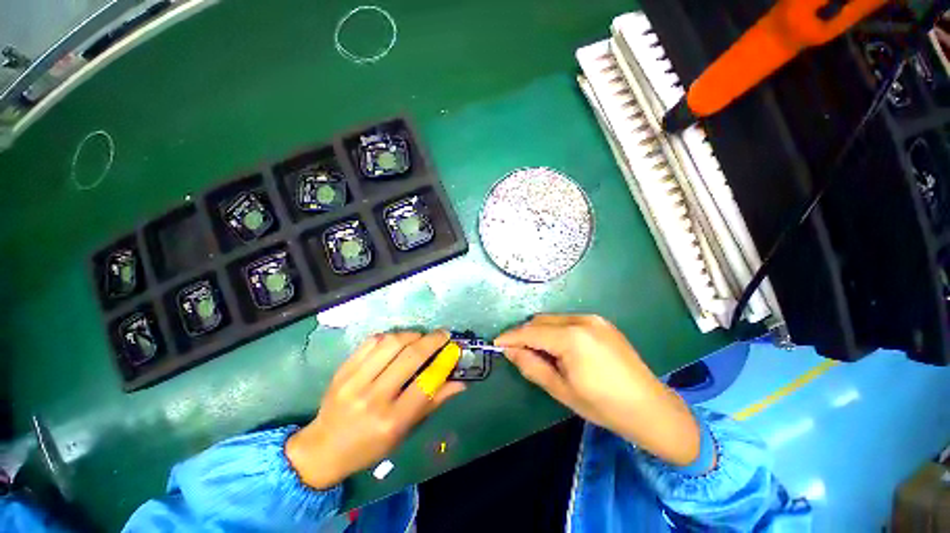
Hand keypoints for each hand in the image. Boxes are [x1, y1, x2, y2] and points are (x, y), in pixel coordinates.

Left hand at [285, 331, 464, 488]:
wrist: (322, 448)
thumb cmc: (369, 447)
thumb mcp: (405, 432)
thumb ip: (433, 403)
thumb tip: (460, 383)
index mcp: (392, 420)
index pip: (426, 383)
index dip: (444, 362)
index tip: (455, 349)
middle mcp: (374, 398)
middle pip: (410, 357)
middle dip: (433, 340)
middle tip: (444, 335)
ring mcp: (355, 381)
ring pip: (391, 343)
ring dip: (412, 334)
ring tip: (421, 336)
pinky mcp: (343, 369)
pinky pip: (372, 341)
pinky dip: (391, 336)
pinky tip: (398, 340)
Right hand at [495, 315, 700, 466]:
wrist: (650, 407)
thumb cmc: (603, 405)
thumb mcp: (561, 390)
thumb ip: (531, 366)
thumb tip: (509, 350)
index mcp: (572, 338)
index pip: (530, 332)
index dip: (510, 337)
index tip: (496, 344)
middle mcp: (582, 320)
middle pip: (540, 321)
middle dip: (525, 334)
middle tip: (518, 353)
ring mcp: (594, 318)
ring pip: (553, 319)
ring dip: (540, 332)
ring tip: (540, 353)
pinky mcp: (601, 322)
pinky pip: (568, 321)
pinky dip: (556, 331)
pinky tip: (560, 348)